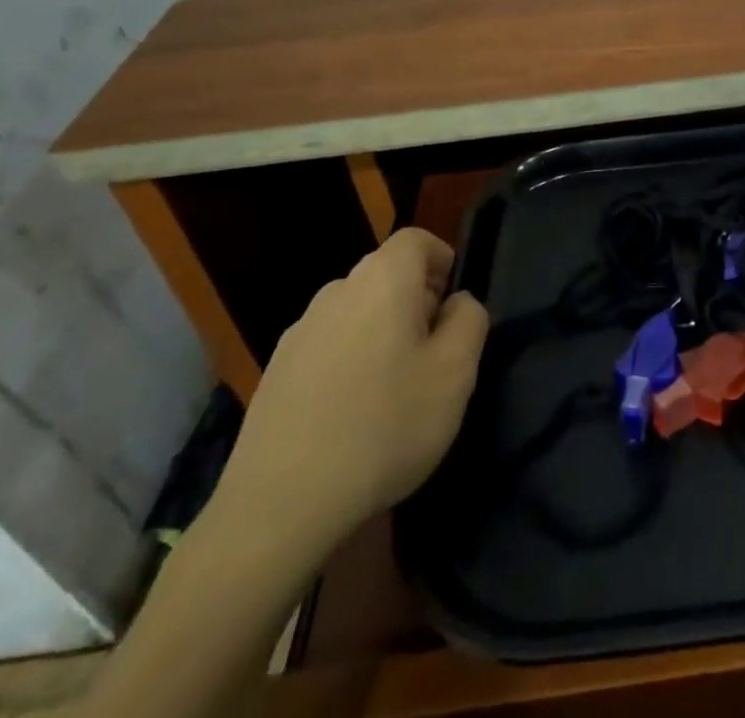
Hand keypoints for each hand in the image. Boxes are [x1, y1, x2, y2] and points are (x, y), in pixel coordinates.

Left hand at [209, 228, 487, 563]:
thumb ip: (469, 321)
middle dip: (416, 302)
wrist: (280, 505)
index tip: (454, 305)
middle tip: (434, 354)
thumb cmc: (384, 427)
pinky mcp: (276, 372)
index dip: (442, 260)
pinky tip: (352, 417)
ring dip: (382, 334)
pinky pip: (328, 347)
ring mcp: (299, 332)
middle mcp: (337, 292)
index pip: (416, 239)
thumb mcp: (455, 374)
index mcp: (382, 281)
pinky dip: (349, 363)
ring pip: (357, 313)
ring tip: (395, 391)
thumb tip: (456, 303)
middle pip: (386, 276)